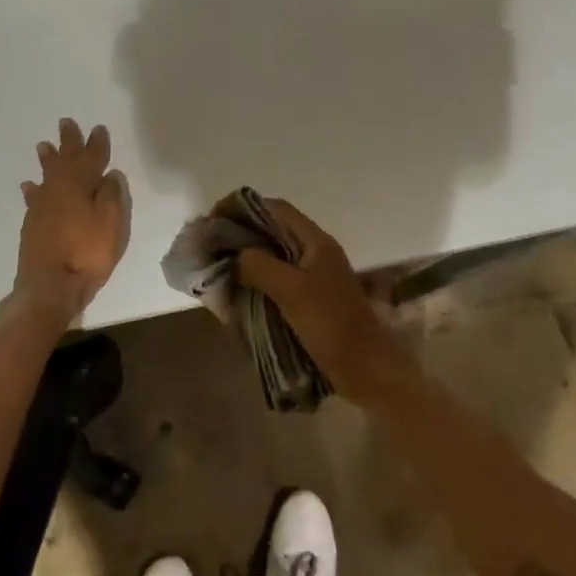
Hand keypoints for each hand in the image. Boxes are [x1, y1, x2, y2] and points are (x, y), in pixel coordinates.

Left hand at [17, 119, 130, 315]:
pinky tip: (29, 186)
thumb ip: (112, 195)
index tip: (98, 129)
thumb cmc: (87, 252)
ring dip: (47, 159)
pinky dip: (33, 188)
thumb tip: (109, 174)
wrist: (50, 285)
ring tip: (43, 146)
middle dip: (68, 142)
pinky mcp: (32, 223)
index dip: (96, 143)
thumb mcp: (111, 222)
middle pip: (64, 159)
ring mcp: (41, 206)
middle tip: (66, 123)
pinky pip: (34, 196)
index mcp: (80, 184)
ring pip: (46, 175)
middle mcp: (58, 188)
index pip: (91, 157)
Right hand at [229, 198, 411, 409]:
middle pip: (272, 230)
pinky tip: (237, 291)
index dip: (243, 207)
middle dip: (240, 233)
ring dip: (246, 258)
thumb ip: (260, 266)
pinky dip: (256, 279)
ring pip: (273, 255)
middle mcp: (314, 252)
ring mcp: (313, 276)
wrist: (365, 368)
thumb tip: (235, 256)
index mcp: (315, 242)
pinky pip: (277, 279)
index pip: (276, 209)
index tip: (214, 218)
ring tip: (218, 266)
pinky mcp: (310, 299)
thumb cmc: (331, 325)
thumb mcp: (292, 291)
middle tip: (211, 245)